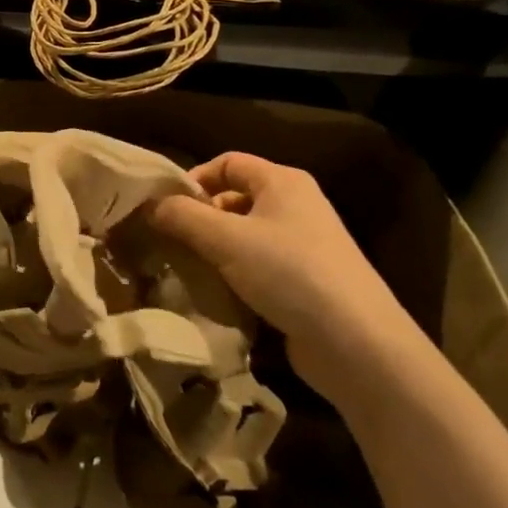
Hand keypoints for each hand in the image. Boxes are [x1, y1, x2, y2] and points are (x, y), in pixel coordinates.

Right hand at [146, 153, 426, 406]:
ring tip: (186, 268)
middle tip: (170, 241)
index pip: (228, 162)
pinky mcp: (306, 282)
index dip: (194, 178)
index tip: (165, 207)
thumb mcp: (226, 239)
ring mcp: (304, 245)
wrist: (357, 345)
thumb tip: (150, 204)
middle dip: (201, 217)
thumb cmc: (289, 273)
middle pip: (235, 198)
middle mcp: (296, 205)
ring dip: (215, 249)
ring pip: (245, 235)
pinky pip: (259, 265)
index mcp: (283, 182)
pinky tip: (216, 293)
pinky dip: (235, 274)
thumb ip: (182, 216)